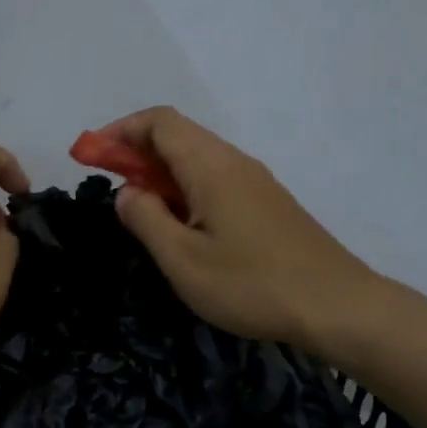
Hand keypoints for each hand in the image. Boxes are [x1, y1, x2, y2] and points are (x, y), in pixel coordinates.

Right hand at [103, 107, 379, 353]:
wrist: (336, 305)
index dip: (120, 131)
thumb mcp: (183, 259)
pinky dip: (186, 189)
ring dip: (161, 174)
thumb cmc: (251, 284)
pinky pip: (216, 180)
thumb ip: (146, 219)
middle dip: (136, 153)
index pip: (159, 122)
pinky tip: (182, 226)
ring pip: (198, 159)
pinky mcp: (268, 204)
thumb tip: (127, 192)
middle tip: (109, 187)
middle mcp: (234, 162)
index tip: (91, 157)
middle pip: (178, 136)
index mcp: (211, 166)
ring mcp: (255, 182)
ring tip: (139, 211)